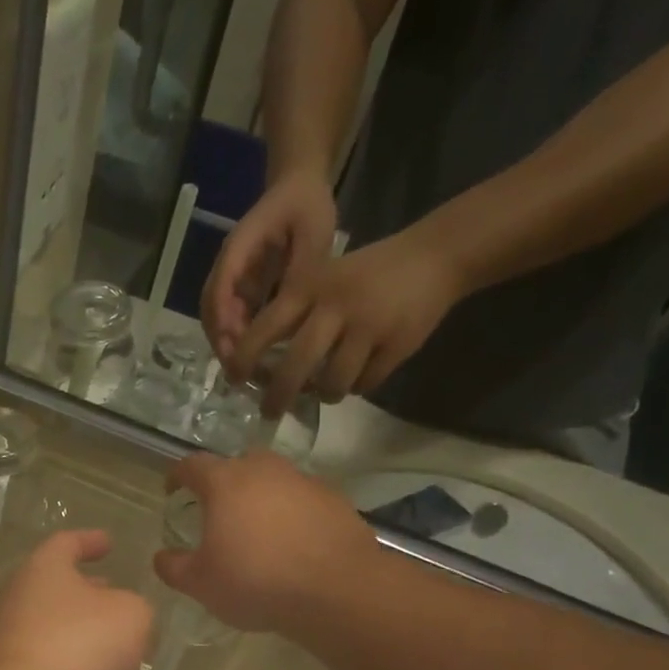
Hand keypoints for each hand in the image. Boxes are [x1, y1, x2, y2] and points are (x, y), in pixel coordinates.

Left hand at [0, 530, 153, 669]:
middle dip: (88, 588)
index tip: (109, 543)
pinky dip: (70, 659)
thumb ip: (135, 607)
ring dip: (81, 627)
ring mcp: (8, 636)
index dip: (91, 540)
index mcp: (44, 567)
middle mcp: (19, 595)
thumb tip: (123, 614)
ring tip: (113, 640)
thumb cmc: (79, 644)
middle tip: (114, 592)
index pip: (67, 542)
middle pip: (56, 584)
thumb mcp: (131, 616)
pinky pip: (46, 657)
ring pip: (52, 622)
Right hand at [152, 454, 367, 633]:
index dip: (177, 475)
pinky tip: (293, 543)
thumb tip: (161, 557)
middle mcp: (265, 471)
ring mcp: (305, 482)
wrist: (336, 590)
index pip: (192, 465)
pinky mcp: (336, 500)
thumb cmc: (256, 581)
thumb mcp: (201, 584)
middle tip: (218, 509)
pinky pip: (304, 499)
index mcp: (225, 483)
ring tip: (258, 528)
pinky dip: (293, 513)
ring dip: (262, 496)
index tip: (172, 490)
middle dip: (224, 481)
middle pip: (238, 464)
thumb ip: (174, 567)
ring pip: (274, 479)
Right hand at [201, 171, 338, 363]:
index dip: (224, 321)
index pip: (221, 288)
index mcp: (240, 247)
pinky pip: (231, 318)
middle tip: (240, 371)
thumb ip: (302, 269)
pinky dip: (238, 339)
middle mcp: (228, 266)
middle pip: (210, 310)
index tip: (236, 349)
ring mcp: (231, 279)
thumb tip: (292, 310)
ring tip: (246, 372)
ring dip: (228, 345)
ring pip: (217, 318)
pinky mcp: (240, 288)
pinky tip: (256, 358)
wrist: (297, 186)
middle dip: (222, 342)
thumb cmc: (306, 205)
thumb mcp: (313, 231)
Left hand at [229, 227, 464, 416]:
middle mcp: (335, 306)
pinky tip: (359, 375)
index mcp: (309, 287)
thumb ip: (292, 315)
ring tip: (326, 389)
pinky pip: (365, 384)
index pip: (264, 329)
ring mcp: (368, 326)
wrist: (434, 257)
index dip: (244, 359)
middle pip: (294, 368)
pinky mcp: (397, 344)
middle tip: (270, 411)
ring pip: (332, 383)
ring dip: (326, 393)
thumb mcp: (322, 279)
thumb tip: (259, 368)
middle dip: (277, 397)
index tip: (235, 380)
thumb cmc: (364, 275)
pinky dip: (358, 386)